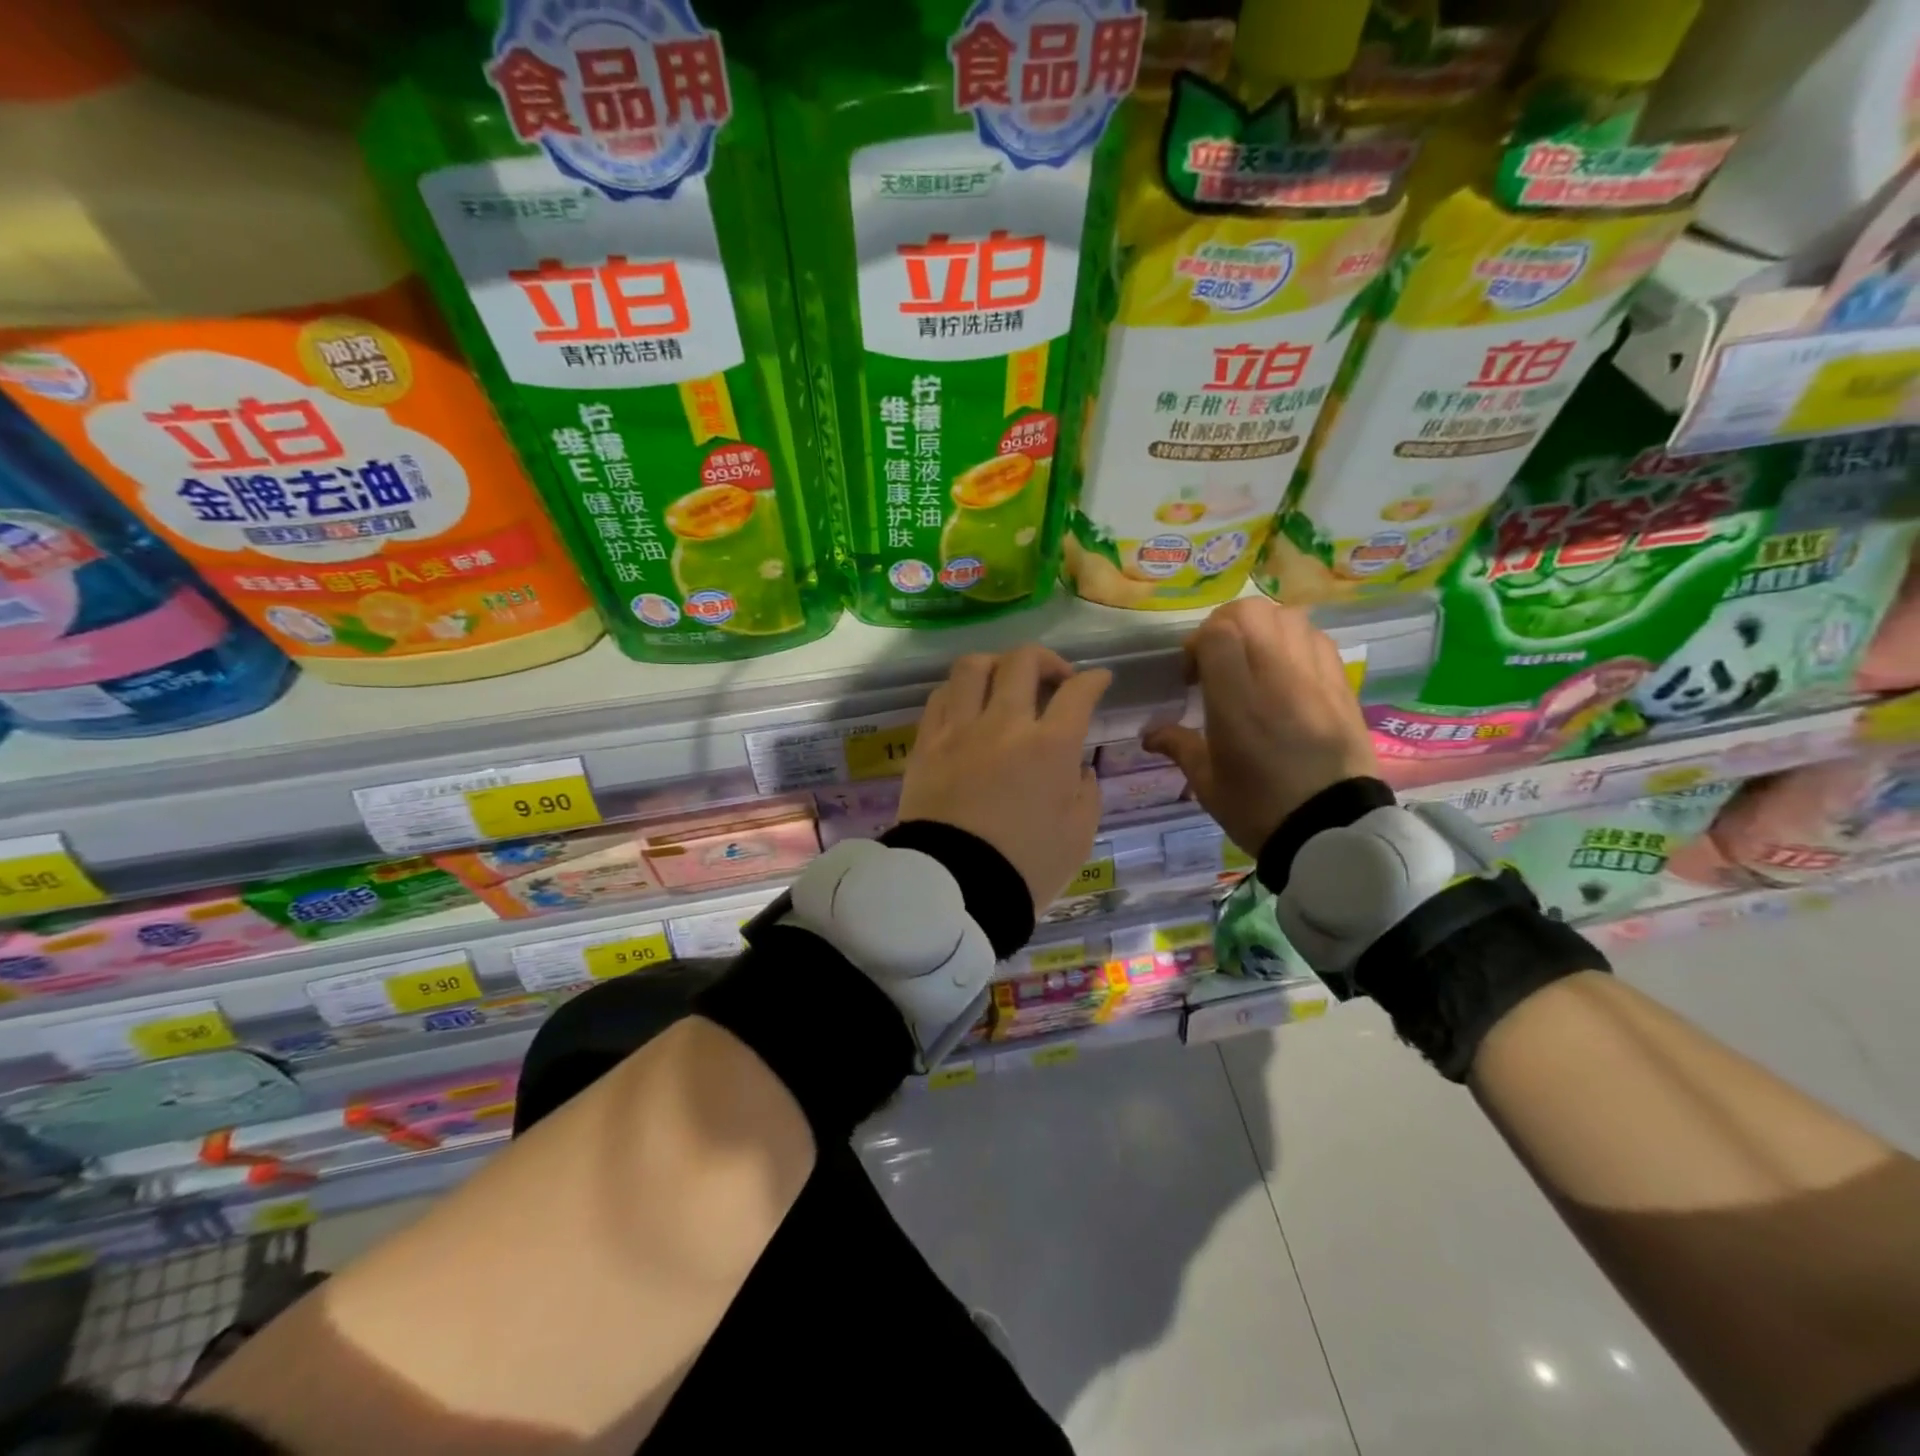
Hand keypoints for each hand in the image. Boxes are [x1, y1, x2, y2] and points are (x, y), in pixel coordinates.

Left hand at [898, 645, 1111, 909]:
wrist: (956, 888)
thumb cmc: (1027, 867)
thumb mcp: (1079, 835)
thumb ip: (1086, 791)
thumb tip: (1078, 767)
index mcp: (1050, 746)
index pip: (1077, 693)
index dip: (1094, 680)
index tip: (1098, 680)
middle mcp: (1004, 724)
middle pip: (1023, 662)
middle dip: (1047, 660)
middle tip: (1055, 679)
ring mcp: (959, 730)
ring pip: (973, 666)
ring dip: (997, 664)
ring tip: (1005, 681)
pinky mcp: (926, 744)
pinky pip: (940, 697)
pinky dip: (960, 690)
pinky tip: (968, 705)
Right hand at [1144, 599, 1377, 856]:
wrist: (1332, 832)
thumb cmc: (1260, 809)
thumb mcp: (1208, 783)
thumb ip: (1178, 745)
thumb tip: (1149, 734)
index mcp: (1237, 703)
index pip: (1217, 634)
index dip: (1197, 643)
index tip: (1192, 675)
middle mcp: (1277, 678)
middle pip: (1252, 612)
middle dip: (1225, 625)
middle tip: (1217, 659)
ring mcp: (1315, 678)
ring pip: (1287, 617)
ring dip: (1261, 628)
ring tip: (1252, 660)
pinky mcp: (1341, 686)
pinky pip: (1316, 639)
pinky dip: (1294, 640)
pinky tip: (1285, 670)